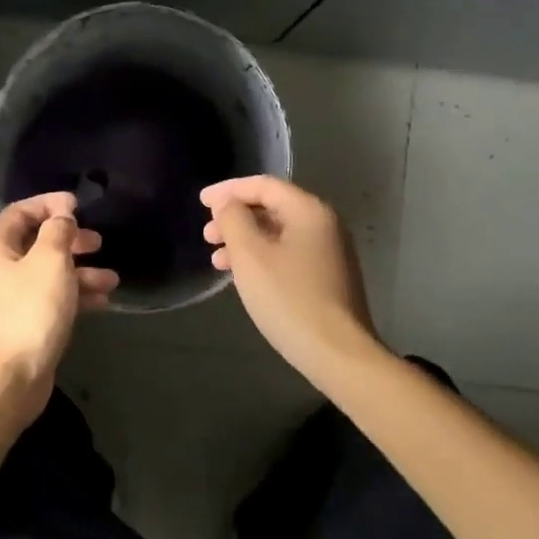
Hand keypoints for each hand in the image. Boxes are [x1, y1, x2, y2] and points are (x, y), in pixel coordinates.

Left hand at [0, 192, 118, 422]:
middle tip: (97, 241)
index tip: (78, 205)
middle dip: (70, 239)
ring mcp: (14, 299)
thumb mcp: (50, 262)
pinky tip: (103, 301)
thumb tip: (62, 216)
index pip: (19, 212)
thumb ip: (58, 232)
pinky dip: (77, 295)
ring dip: (81, 271)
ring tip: (111, 278)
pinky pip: (54, 299)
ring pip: (50, 273)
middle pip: (37, 242)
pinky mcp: (28, 323)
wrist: (12, 378)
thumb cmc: (31, 312)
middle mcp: (1, 270)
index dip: (48, 204)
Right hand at [201, 175, 382, 385]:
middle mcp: (324, 225)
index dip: (229, 190)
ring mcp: (330, 253)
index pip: (264, 185)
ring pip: (278, 234)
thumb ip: (234, 220)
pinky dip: (262, 258)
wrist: (337, 353)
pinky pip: (288, 255)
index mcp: (309, 211)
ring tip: (217, 260)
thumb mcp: (250, 255)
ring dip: (245, 241)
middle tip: (207, 235)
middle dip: (235, 218)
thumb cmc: (288, 298)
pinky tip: (243, 278)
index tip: (201, 202)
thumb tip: (228, 203)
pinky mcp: (328, 278)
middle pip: (273, 208)